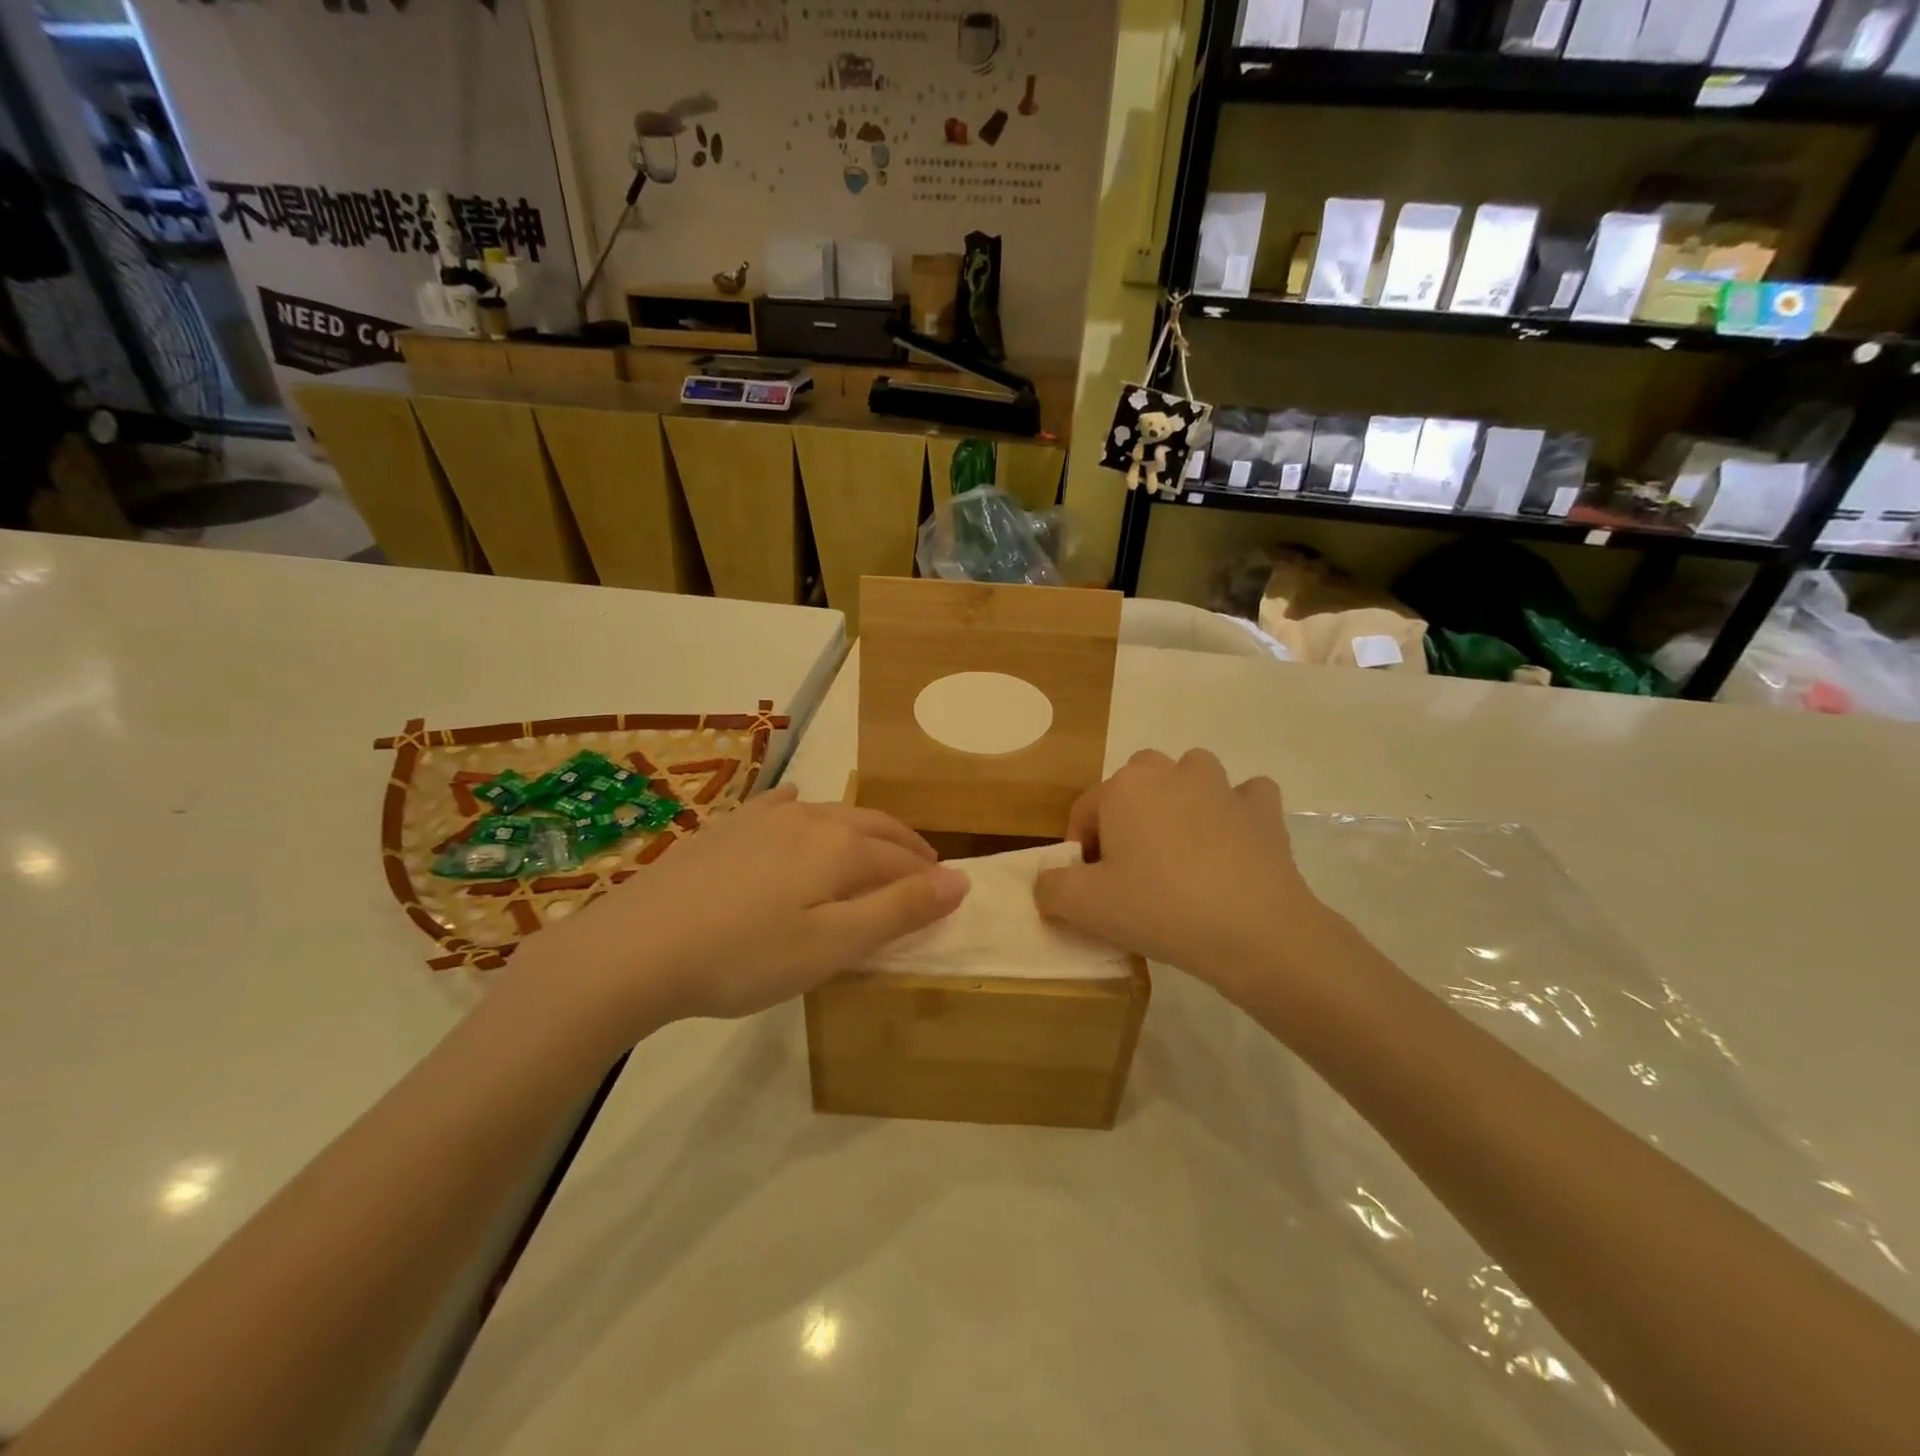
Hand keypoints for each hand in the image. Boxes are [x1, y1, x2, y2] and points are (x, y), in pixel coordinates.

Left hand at [512, 787, 967, 1037]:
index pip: (900, 858)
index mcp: (840, 848)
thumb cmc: (745, 957)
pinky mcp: (725, 827)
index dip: (927, 875)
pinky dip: (800, 807)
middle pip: (871, 826)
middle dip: (903, 844)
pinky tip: (795, 805)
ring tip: (871, 845)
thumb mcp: (833, 945)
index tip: (947, 890)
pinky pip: (776, 805)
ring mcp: (762, 818)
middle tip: (923, 864)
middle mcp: (808, 819)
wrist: (637, 947)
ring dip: (860, 829)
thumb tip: (962, 879)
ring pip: (829, 813)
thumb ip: (900, 910)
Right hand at [1033, 749, 1336, 1009]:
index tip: (1090, 886)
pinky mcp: (1264, 810)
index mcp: (1124, 786)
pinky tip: (1233, 843)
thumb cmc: (1159, 908)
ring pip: (1191, 775)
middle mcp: (1171, 772)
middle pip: (1135, 783)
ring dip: (1181, 800)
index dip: (1081, 848)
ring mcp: (1222, 786)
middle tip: (1132, 866)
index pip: (1086, 810)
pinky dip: (1237, 812)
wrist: (1254, 931)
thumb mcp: (1085, 907)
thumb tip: (1047, 882)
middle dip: (1128, 815)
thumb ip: (1050, 887)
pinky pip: (1245, 797)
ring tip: (1180, 849)